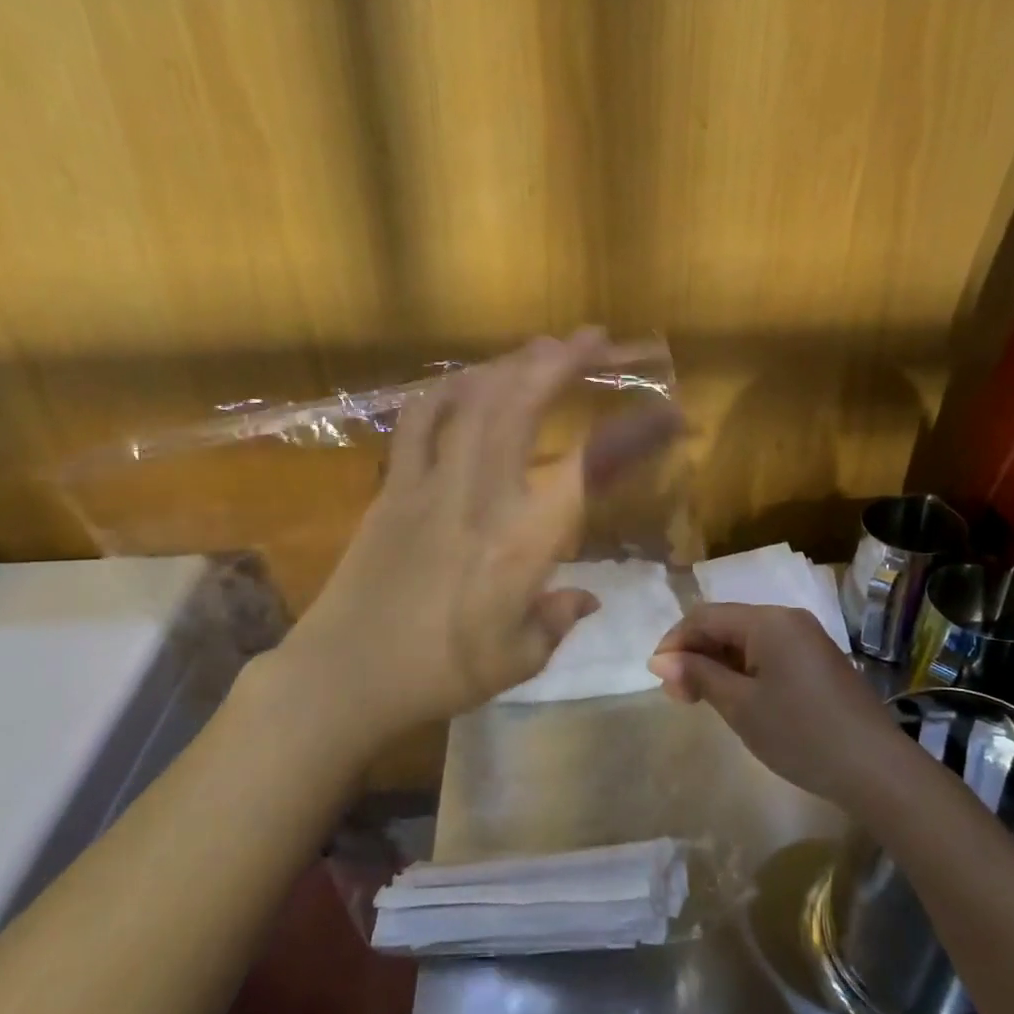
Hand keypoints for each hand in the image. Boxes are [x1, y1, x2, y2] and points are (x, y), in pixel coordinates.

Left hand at [285, 329, 681, 749]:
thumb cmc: (440, 675)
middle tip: (595, 338)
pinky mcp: (392, 486)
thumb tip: (586, 597)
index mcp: (524, 541)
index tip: (669, 412)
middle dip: (564, 360)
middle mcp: (482, 495)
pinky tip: (466, 384)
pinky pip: (420, 420)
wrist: (345, 675)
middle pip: (524, 403)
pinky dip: (448, 391)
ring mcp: (430, 483)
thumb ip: (559, 619)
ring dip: (511, 364)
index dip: (636, 433)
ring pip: (473, 400)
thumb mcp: (519, 658)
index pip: (592, 467)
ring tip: (539, 350)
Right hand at [648, 603, 899, 807]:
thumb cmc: (801, 734)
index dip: (675, 642)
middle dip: (696, 654)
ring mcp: (807, 640)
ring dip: (718, 664)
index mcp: (768, 621)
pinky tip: (737, 698)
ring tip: (701, 700)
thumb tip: (659, 660)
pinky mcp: (818, 662)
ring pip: (746, 640)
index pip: (705, 617)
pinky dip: (744, 671)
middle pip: (726, 625)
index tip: (657, 678)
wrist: (877, 770)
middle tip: (678, 696)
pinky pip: (769, 654)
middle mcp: (788, 619)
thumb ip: (698, 675)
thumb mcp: (740, 706)